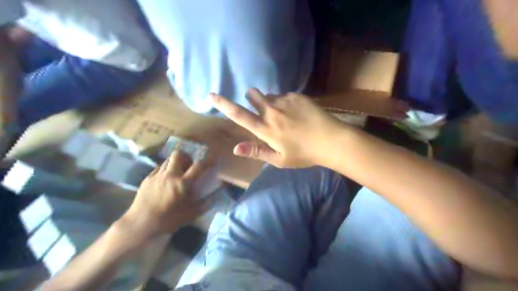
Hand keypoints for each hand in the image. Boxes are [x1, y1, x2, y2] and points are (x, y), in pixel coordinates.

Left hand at [121, 150, 208, 240]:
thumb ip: (203, 205)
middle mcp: (170, 175)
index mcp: (182, 183)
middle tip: (189, 165)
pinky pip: (158, 168)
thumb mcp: (190, 215)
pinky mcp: (147, 179)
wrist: (140, 224)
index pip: (198, 167)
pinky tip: (165, 180)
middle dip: (186, 156)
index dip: (207, 161)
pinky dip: (165, 170)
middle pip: (178, 154)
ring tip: (177, 172)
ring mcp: (157, 176)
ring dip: (175, 163)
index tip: (212, 160)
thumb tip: (213, 199)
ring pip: (168, 160)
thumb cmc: (168, 220)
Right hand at [210, 88, 346, 167]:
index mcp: (265, 128)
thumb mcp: (278, 159)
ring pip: (270, 95)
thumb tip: (235, 148)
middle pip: (253, 95)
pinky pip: (285, 95)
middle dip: (253, 100)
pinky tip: (299, 114)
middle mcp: (271, 111)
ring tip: (286, 117)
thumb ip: (256, 151)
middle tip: (264, 112)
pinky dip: (286, 103)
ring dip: (271, 103)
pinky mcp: (297, 95)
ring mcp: (285, 101)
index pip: (239, 115)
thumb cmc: (304, 154)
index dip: (223, 105)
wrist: (331, 140)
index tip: (211, 95)